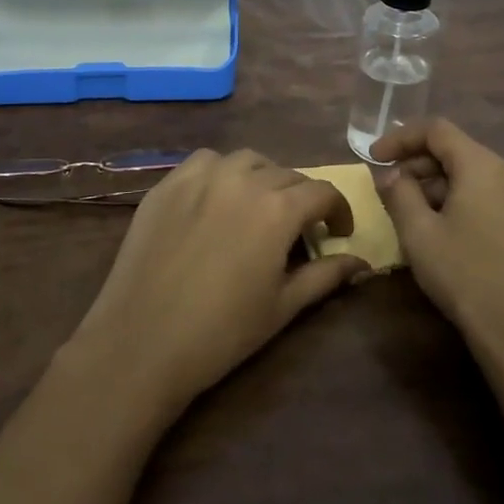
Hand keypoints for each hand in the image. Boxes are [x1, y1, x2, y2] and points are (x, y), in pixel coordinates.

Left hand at [66, 149, 367, 415]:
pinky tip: (217, 198)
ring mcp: (201, 177)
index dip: (338, 211)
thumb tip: (361, 262)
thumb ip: (326, 276)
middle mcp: (243, 179)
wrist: (141, 343)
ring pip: (247, 160)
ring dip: (263, 177)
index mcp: (278, 208)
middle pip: (287, 174)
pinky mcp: (168, 184)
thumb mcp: (283, 307)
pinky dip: (222, 171)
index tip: (338, 232)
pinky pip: (205, 161)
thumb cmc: (221, 332)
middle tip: (298, 228)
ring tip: (259, 206)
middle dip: (302, 197)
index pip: (323, 192)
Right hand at [371, 119, 503, 353]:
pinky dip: (460, 198)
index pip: (437, 130)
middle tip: (388, 187)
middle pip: (457, 150)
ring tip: (410, 211)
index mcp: (484, 165)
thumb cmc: (465, 275)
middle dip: (418, 163)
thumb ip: (399, 193)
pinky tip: (441, 227)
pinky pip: (488, 193)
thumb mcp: (419, 233)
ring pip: (472, 174)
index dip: (401, 138)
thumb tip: (391, 173)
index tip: (374, 157)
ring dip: (438, 183)